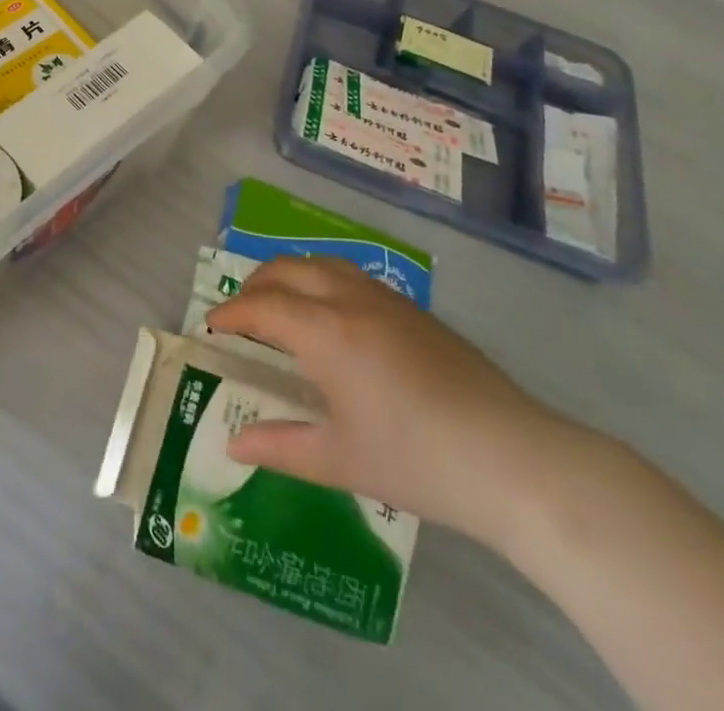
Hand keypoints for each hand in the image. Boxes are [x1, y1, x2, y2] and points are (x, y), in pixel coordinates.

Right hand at [204, 255, 576, 550]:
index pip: (263, 306)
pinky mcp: (415, 310)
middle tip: (240, 312)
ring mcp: (387, 299)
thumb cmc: (417, 461)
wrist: (511, 458)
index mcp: (327, 333)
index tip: (211, 326)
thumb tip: (233, 446)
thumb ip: (281, 447)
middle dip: (255, 284)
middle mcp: (351, 300)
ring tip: (281, 303)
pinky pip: (353, 275)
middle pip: (289, 269)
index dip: (231, 313)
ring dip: (291, 274)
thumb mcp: (340, 460)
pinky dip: (323, 280)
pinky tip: (333, 316)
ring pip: (324, 263)